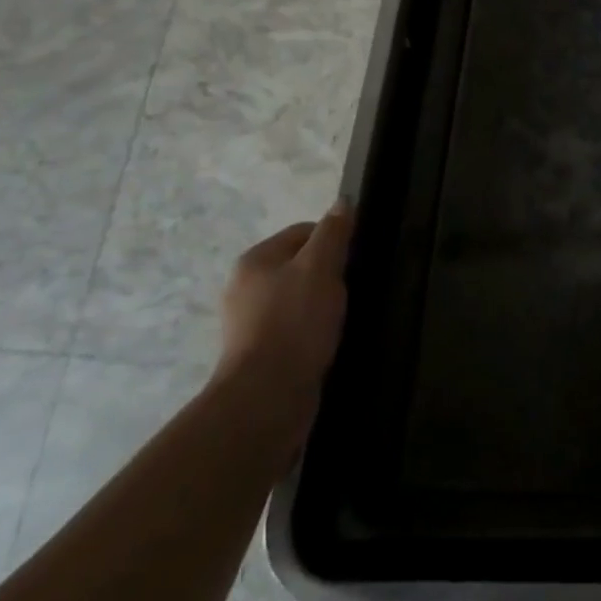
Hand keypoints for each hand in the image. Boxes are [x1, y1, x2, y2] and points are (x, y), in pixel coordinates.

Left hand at [213, 204, 352, 450]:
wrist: (267, 398)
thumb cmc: (294, 322)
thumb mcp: (321, 267)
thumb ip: (333, 232)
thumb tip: (343, 202)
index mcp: (255, 261)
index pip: (303, 232)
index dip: (333, 240)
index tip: (355, 259)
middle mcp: (245, 288)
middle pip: (300, 265)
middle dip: (329, 274)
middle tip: (353, 288)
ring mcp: (249, 324)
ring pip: (298, 299)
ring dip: (322, 304)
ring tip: (345, 316)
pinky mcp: (260, 354)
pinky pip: (294, 329)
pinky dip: (313, 331)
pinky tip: (330, 340)